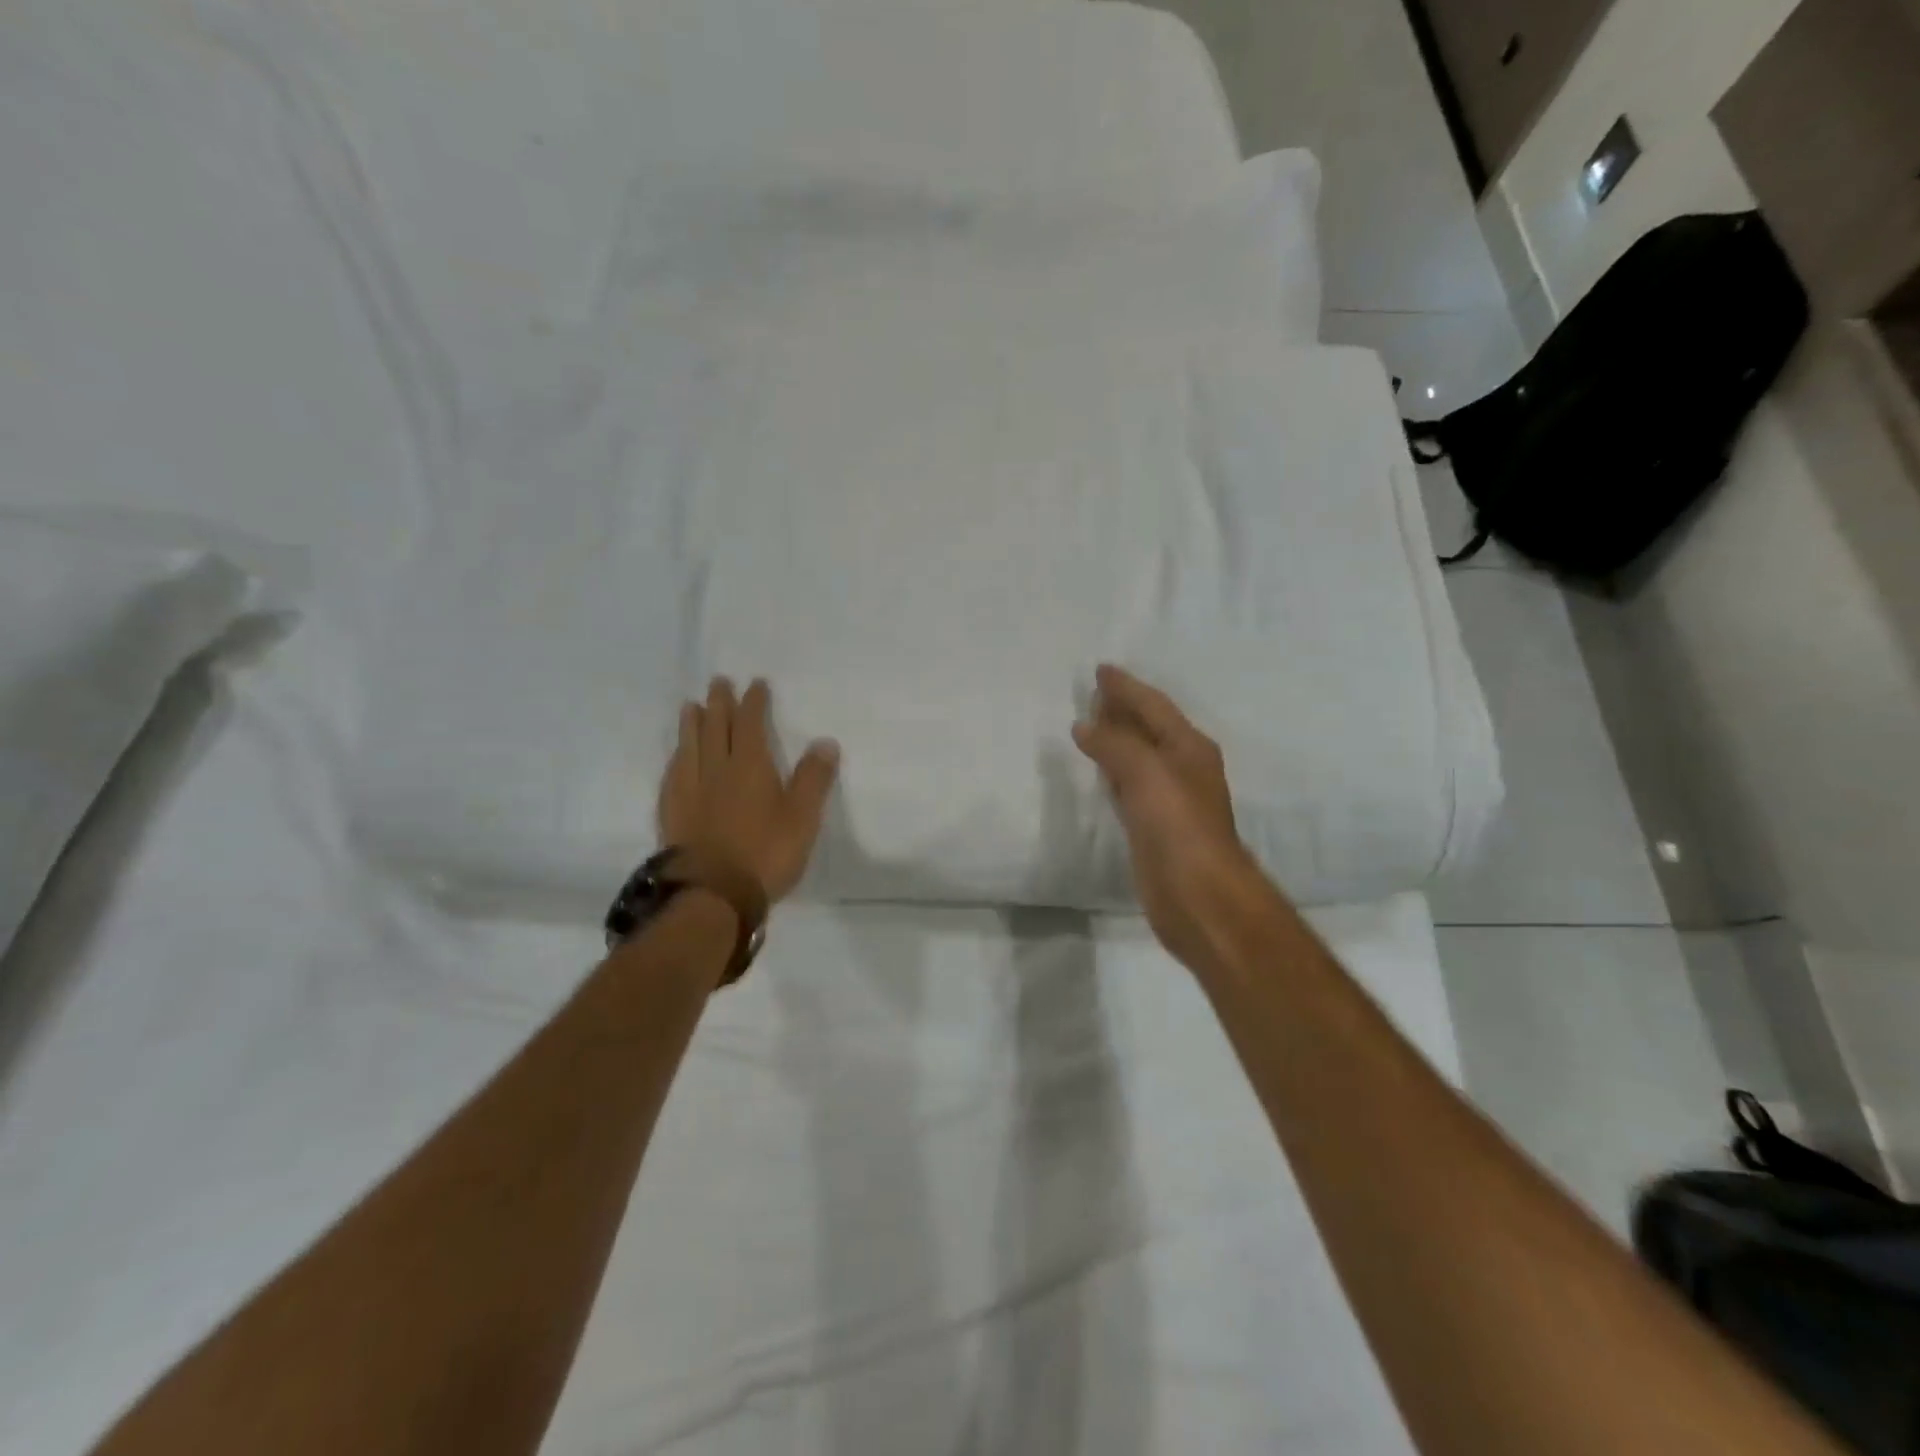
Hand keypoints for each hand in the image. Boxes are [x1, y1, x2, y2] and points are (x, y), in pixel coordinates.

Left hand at [658, 678, 839, 902]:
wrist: (711, 893)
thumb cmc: (765, 853)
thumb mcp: (803, 818)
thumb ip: (813, 779)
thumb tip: (825, 742)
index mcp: (750, 766)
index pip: (750, 724)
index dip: (753, 703)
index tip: (755, 685)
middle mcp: (716, 769)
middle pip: (716, 728)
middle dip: (719, 703)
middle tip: (718, 682)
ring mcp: (689, 790)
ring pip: (689, 746)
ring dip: (692, 724)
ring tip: (691, 707)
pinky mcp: (672, 812)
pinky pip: (673, 773)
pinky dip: (676, 757)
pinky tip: (676, 758)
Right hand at [1073, 665, 1266, 970]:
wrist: (1199, 895)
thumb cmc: (1178, 826)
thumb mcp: (1147, 773)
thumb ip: (1114, 744)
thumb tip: (1084, 725)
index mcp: (1188, 747)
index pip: (1153, 705)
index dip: (1126, 687)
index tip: (1100, 669)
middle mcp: (1182, 767)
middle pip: (1148, 728)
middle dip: (1123, 709)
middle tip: (1093, 693)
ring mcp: (1169, 799)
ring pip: (1137, 757)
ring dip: (1117, 739)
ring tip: (1089, 724)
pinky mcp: (1153, 827)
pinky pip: (1128, 787)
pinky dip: (1112, 772)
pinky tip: (1099, 772)